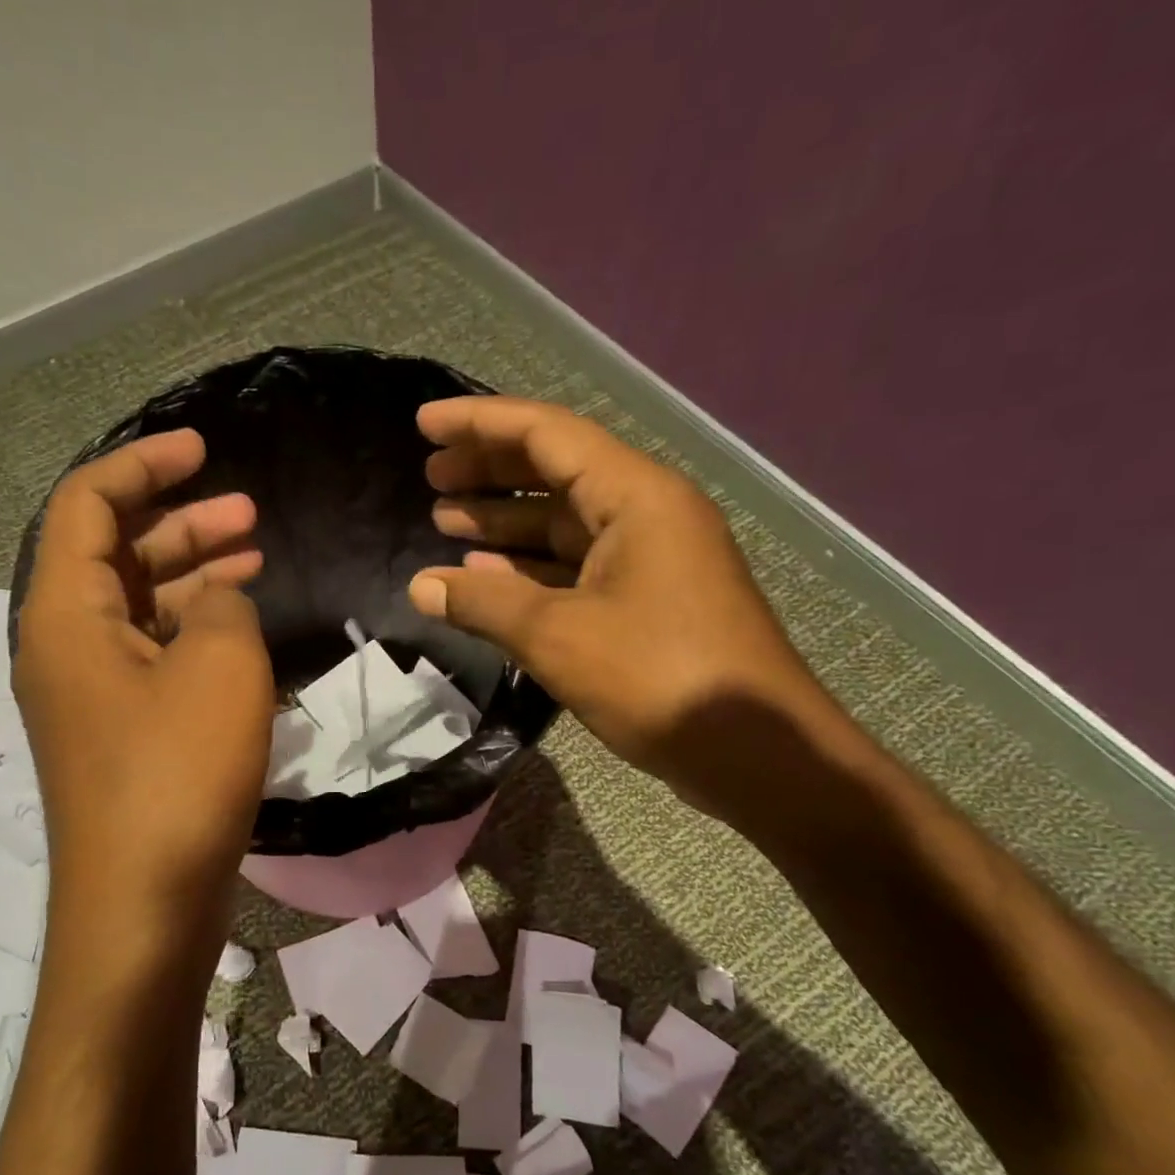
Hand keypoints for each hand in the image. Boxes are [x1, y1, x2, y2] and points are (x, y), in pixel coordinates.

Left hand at [15, 430, 273, 978]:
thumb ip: (222, 605)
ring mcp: (92, 696)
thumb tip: (217, 600)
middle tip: (250, 514)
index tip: (203, 450)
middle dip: (180, 523)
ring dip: (193, 576)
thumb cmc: (176, 774)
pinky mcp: (123, 735)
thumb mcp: (219, 667)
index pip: (87, 506)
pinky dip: (194, 631)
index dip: (143, 466)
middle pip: (113, 555)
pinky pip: (153, 656)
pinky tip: (241, 628)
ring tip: (256, 558)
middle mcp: (65, 648)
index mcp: (64, 616)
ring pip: (139, 608)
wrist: (145, 905)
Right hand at [407, 397, 831, 811]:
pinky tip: (486, 577)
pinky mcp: (644, 604)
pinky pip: (575, 568)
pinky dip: (528, 570)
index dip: (479, 424)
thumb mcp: (558, 636)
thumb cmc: (657, 677)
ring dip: (504, 523)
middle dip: (489, 471)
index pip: (546, 434)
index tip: (424, 424)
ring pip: (563, 525)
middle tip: (430, 478)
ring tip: (444, 521)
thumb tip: (421, 585)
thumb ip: (484, 602)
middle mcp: (645, 515)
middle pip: (555, 473)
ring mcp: (647, 561)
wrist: (754, 751)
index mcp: (635, 496)